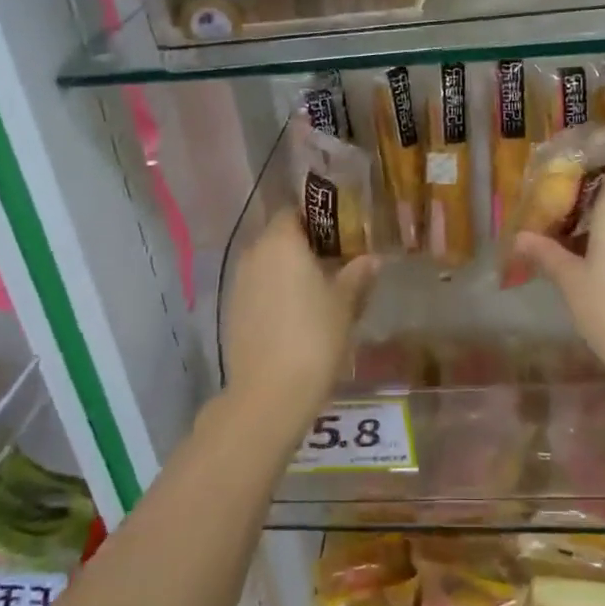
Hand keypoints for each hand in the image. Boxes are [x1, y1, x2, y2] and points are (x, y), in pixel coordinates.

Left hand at [222, 214, 376, 431]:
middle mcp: (254, 254)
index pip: (294, 212)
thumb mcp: (345, 303)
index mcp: (281, 241)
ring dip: (289, 270)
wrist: (270, 393)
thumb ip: (357, 275)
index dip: (317, 219)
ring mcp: (239, 284)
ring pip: (267, 264)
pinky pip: (258, 289)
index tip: (340, 232)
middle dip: (305, 246)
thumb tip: (372, 259)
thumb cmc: (314, 336)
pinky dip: (276, 293)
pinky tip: (297, 314)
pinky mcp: (232, 312)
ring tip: (320, 290)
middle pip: (280, 238)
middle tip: (336, 261)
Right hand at [516, 181, 604, 398]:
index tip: (547, 195)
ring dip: (595, 230)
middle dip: (577, 209)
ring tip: (564, 251)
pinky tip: (593, 270)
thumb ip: (545, 253)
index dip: (571, 179)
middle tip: (546, 228)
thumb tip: (519, 237)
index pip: (597, 173)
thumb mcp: (571, 282)